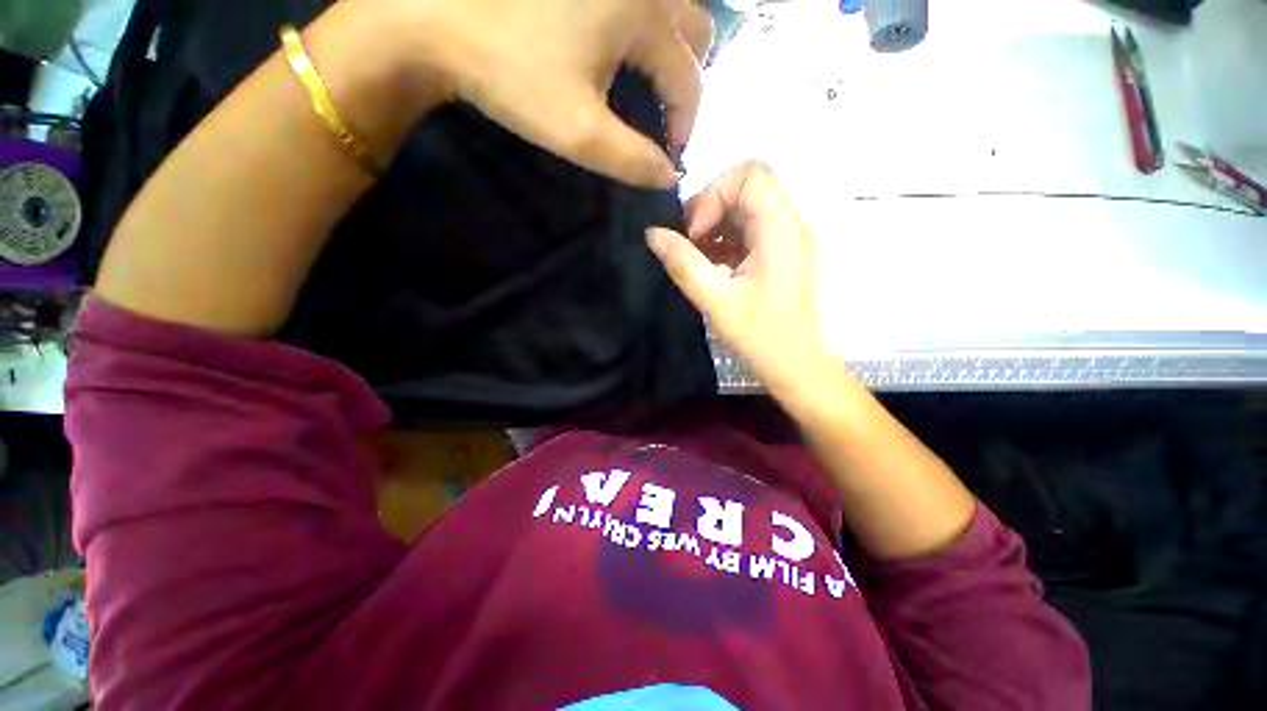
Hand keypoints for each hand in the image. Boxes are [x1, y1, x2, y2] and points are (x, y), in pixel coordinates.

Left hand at [397, 0, 711, 188]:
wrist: (434, 19)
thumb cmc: (511, 75)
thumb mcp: (579, 133)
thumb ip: (633, 160)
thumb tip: (669, 176)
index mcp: (644, 12)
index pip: (689, 80)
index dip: (684, 126)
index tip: (666, 158)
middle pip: (694, 32)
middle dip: (686, 80)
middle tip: (662, 115)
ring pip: (670, 9)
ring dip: (669, 51)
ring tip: (647, 86)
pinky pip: (639, 2)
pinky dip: (644, 31)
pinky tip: (620, 53)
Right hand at [647, 162, 840, 399]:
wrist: (796, 364)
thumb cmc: (760, 335)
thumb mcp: (715, 299)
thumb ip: (682, 262)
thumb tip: (652, 233)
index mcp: (780, 229)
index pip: (750, 174)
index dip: (715, 194)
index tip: (696, 232)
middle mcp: (789, 224)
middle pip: (748, 187)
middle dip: (711, 209)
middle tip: (691, 243)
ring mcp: (787, 239)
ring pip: (748, 209)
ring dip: (717, 227)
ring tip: (699, 259)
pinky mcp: (782, 254)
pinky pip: (751, 231)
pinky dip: (727, 241)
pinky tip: (713, 268)